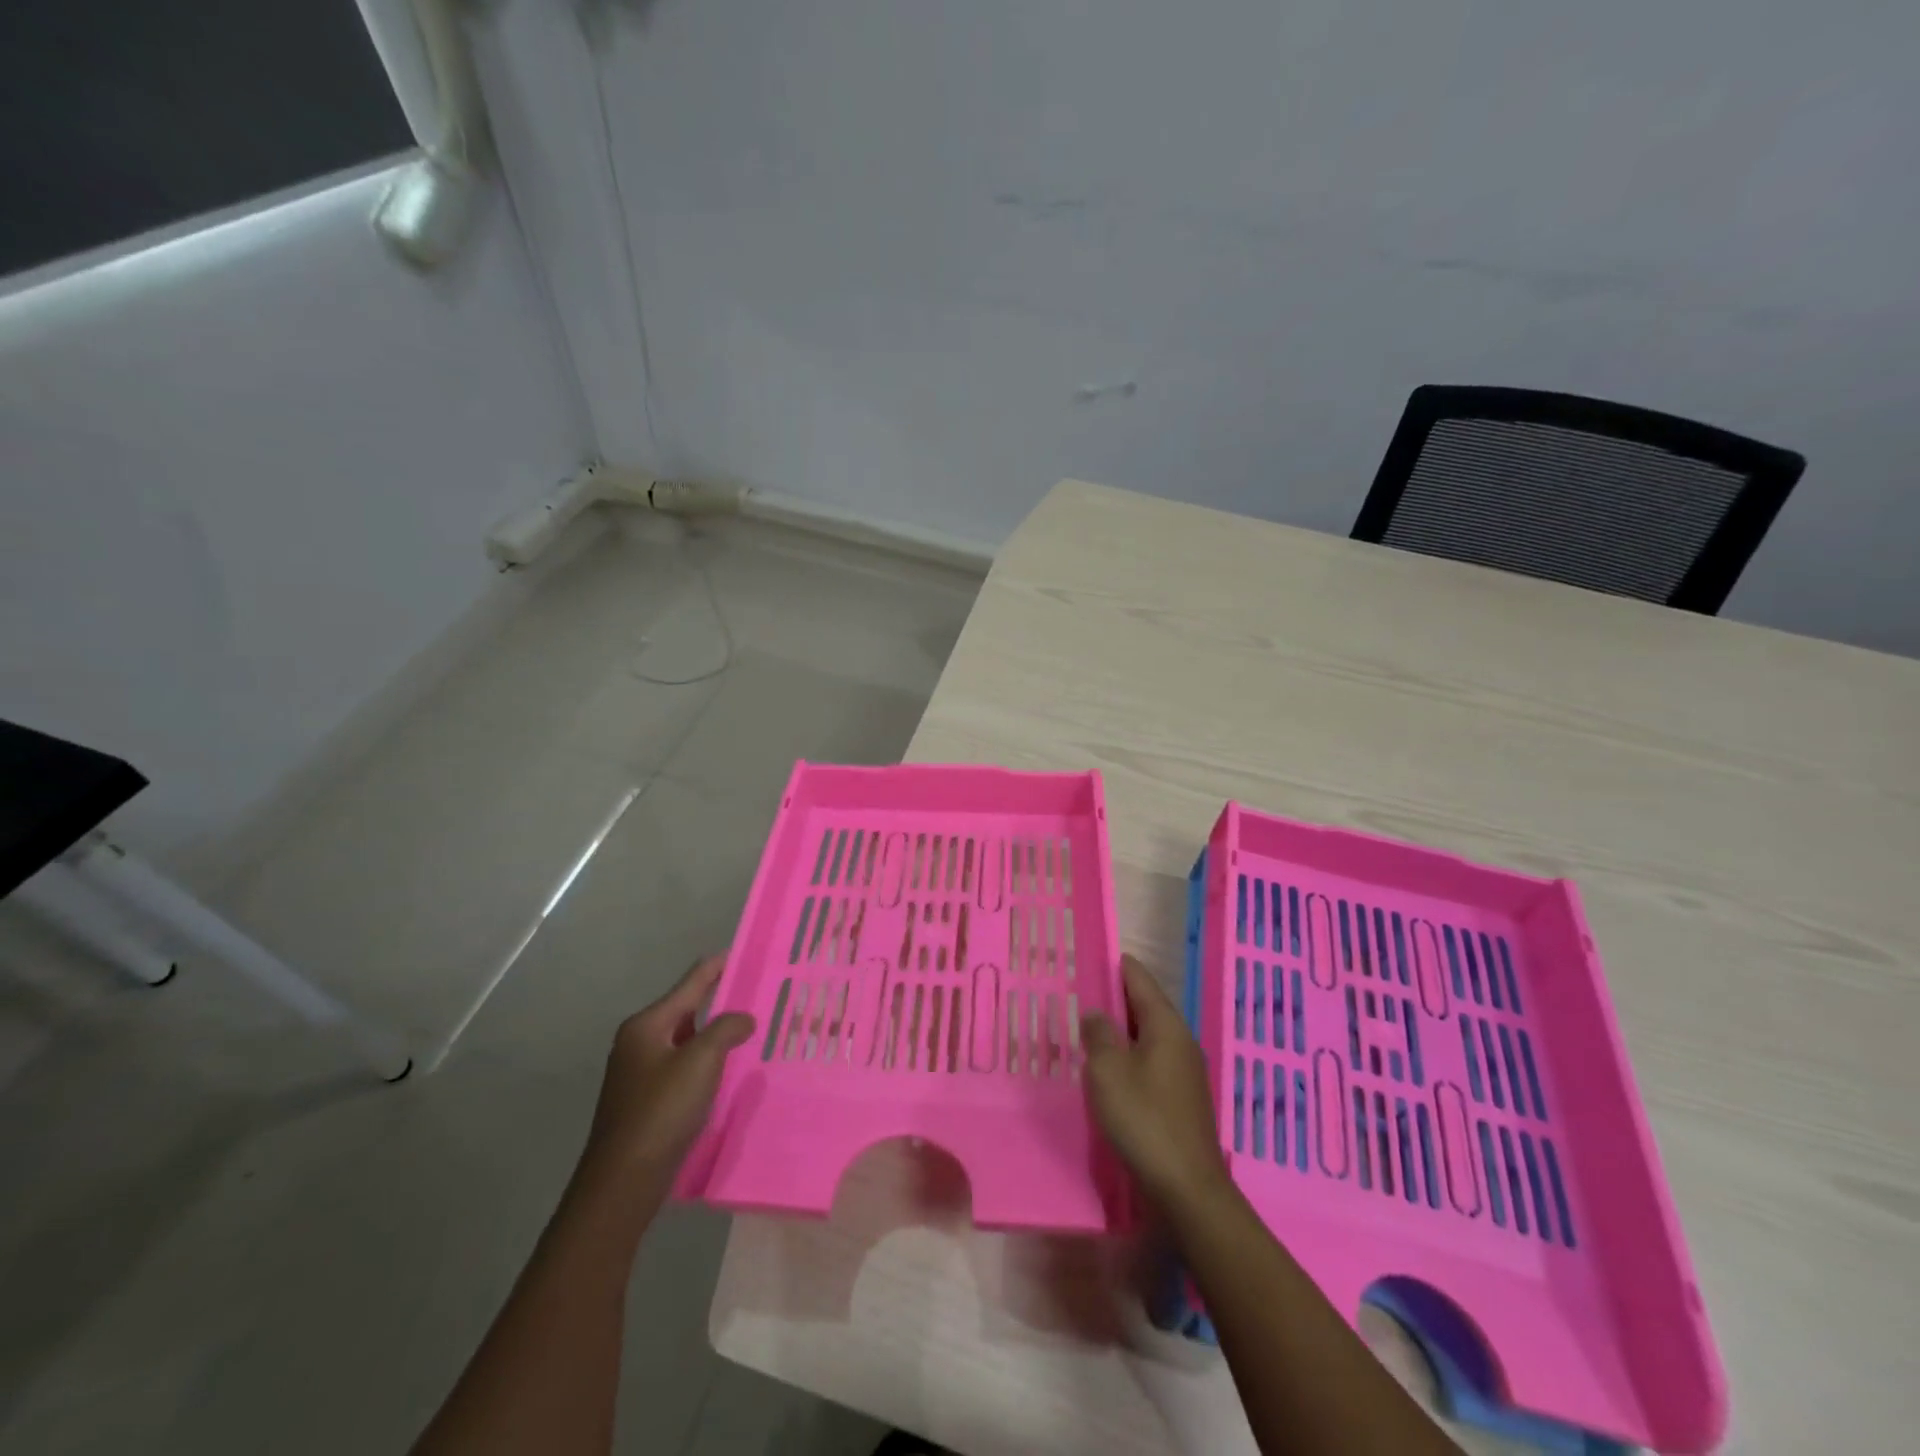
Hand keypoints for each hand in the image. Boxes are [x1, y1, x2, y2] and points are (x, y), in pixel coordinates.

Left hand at [577, 954, 754, 1199]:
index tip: (745, 952)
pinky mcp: (647, 1100)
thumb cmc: (661, 1111)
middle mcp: (639, 1042)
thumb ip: (726, 1029)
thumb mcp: (701, 1061)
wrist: (623, 1181)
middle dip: (721, 1000)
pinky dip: (707, 1062)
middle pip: (687, 1009)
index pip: (690, 983)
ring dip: (716, 1034)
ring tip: (751, 1029)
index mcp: (647, 1025)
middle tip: (757, 992)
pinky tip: (729, 1070)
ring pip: (687, 1040)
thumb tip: (742, 1018)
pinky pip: (684, 1067)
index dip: (718, 966)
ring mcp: (640, 1073)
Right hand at [1081, 955, 1231, 1212]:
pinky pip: (1150, 1062)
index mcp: (1166, 1026)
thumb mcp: (1108, 1072)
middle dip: (1116, 998)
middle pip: (1146, 1007)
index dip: (1118, 966)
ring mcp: (1185, 1072)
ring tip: (1089, 1028)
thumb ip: (1098, 1035)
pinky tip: (1110, 1069)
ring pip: (1148, 1037)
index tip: (1096, 954)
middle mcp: (1180, 1042)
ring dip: (1121, 1030)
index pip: (1140, 980)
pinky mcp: (1181, 1099)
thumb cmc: (1144, 1120)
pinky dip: (1129, 1056)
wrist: (1187, 1189)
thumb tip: (1096, 1013)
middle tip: (1083, 991)